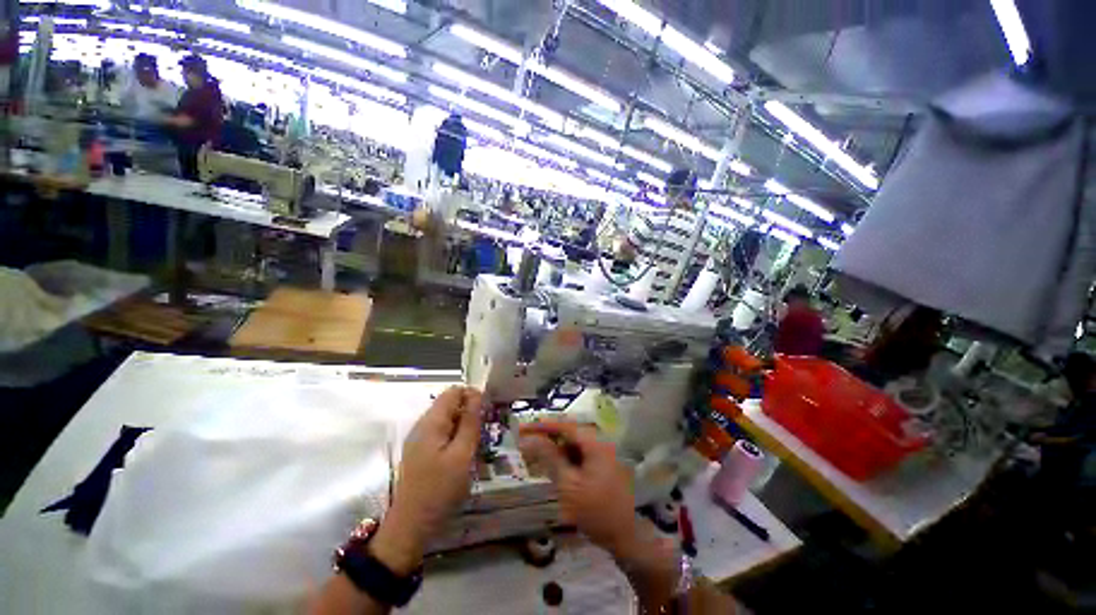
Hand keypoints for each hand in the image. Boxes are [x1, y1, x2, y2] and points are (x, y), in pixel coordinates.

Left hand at [370, 386, 481, 574]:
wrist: (411, 526)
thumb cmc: (439, 489)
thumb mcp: (462, 455)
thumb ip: (470, 422)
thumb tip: (478, 394)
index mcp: (431, 422)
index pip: (453, 391)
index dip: (472, 395)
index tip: (487, 412)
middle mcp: (423, 425)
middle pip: (450, 404)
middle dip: (470, 411)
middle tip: (485, 430)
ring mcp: (420, 438)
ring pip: (447, 419)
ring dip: (464, 425)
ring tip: (478, 442)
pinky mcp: (421, 451)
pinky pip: (442, 433)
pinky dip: (456, 436)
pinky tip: (464, 453)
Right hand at [518, 420, 638, 557]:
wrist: (624, 537)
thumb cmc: (595, 511)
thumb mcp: (568, 484)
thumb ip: (550, 457)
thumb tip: (531, 440)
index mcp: (595, 443)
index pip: (565, 426)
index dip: (542, 426)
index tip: (523, 429)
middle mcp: (600, 443)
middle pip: (569, 433)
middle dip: (548, 436)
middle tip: (527, 440)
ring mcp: (602, 454)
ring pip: (574, 444)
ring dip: (556, 447)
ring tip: (536, 453)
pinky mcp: (601, 465)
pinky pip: (579, 454)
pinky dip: (565, 457)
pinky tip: (554, 465)